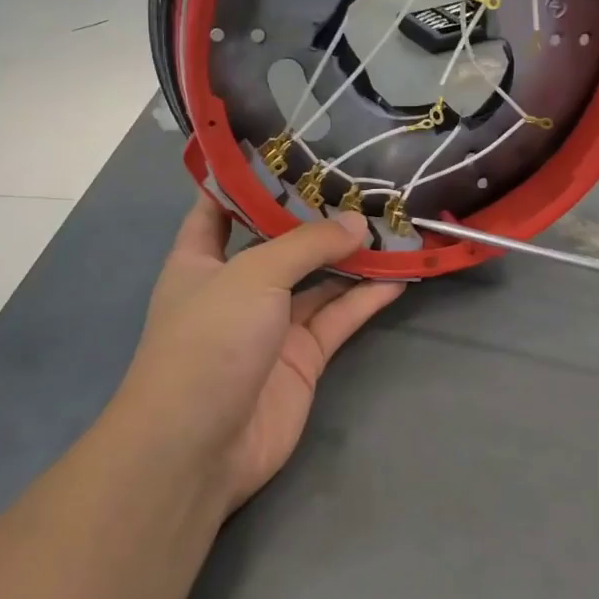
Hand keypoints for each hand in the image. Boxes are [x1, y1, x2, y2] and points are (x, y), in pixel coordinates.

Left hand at [118, 192, 404, 514]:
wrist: (198, 446)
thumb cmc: (208, 340)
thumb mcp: (253, 275)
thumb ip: (308, 245)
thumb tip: (358, 223)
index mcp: (200, 259)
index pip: (218, 207)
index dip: (245, 180)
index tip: (286, 151)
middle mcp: (236, 287)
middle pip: (281, 242)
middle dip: (317, 218)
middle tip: (364, 185)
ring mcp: (271, 324)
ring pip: (318, 281)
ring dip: (352, 257)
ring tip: (393, 225)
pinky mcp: (302, 358)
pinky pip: (339, 318)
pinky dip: (366, 298)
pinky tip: (399, 276)